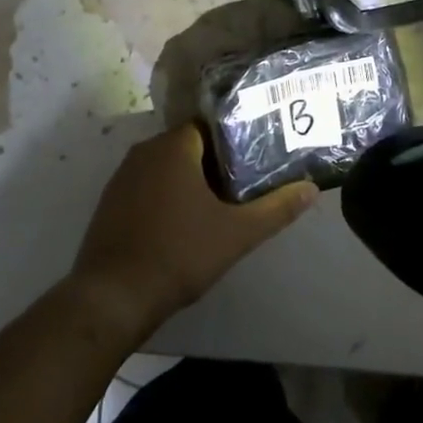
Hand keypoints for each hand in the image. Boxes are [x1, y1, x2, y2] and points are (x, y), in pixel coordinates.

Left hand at [68, 124, 316, 345]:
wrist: (113, 296)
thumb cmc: (179, 254)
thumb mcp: (237, 234)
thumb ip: (276, 209)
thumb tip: (312, 188)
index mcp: (174, 146)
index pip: (210, 126)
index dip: (234, 141)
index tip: (254, 161)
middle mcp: (144, 151)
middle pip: (188, 146)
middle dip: (214, 163)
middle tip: (242, 187)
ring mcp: (122, 176)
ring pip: (165, 167)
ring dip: (188, 181)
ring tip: (216, 207)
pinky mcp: (109, 201)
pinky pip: (145, 186)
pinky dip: (164, 197)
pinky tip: (180, 225)